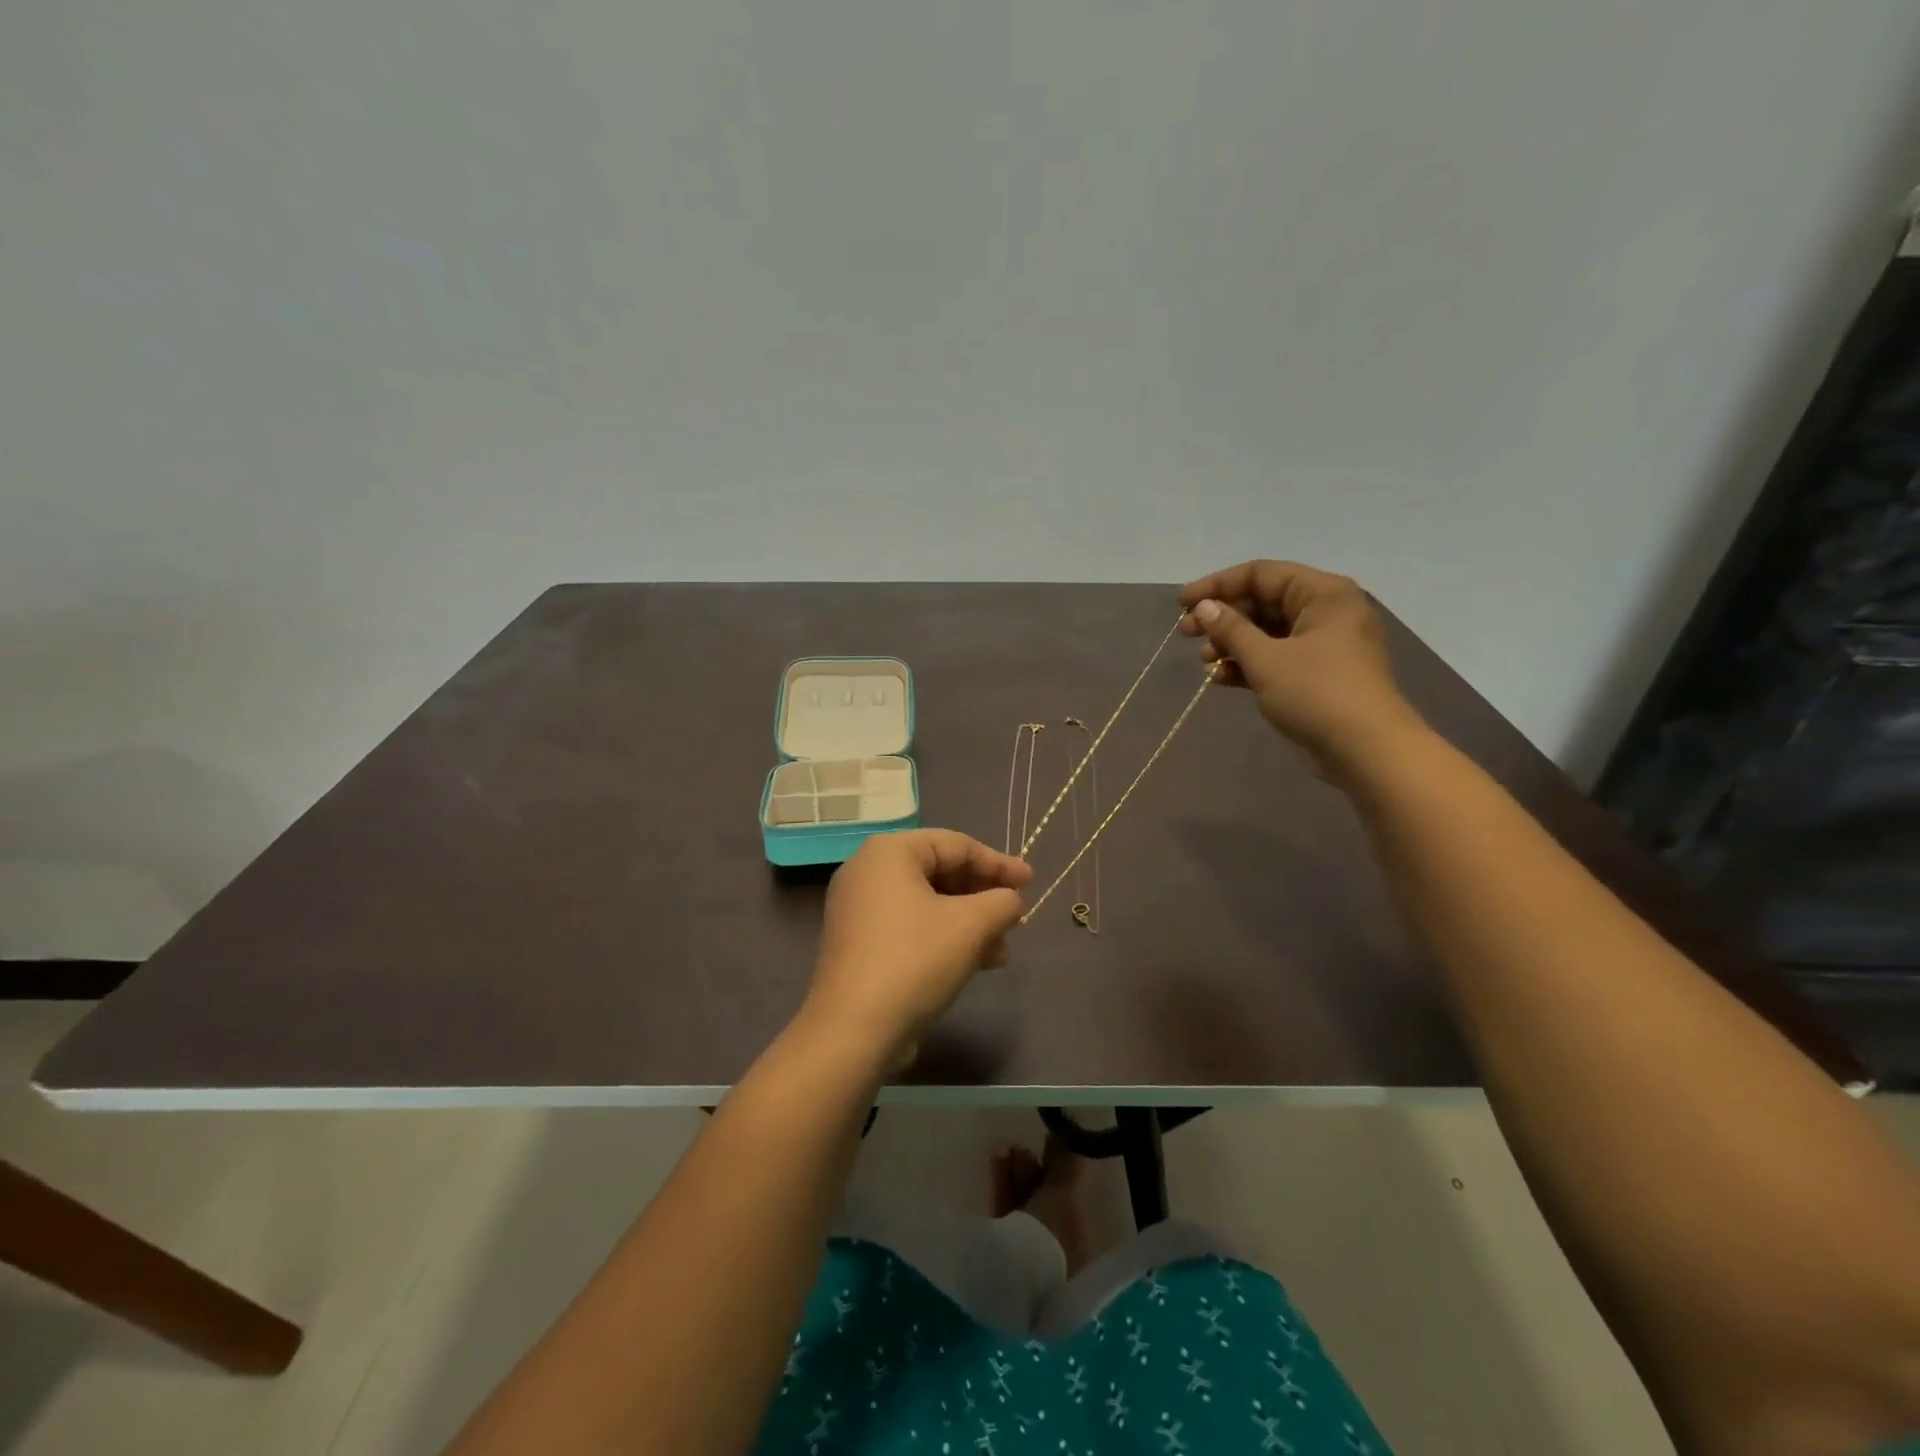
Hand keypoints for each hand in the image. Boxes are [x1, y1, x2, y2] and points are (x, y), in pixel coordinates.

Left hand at [804, 829, 1032, 1067]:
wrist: (853, 1031)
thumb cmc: (915, 961)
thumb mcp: (971, 926)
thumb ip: (1001, 902)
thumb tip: (1011, 901)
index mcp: (889, 852)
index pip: (956, 845)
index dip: (999, 863)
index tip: (1031, 883)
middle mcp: (868, 871)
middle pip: (941, 872)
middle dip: (983, 897)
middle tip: (1016, 917)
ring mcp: (858, 909)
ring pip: (928, 904)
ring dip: (969, 922)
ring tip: (1001, 950)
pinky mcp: (859, 943)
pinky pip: (910, 926)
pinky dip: (943, 937)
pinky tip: (974, 963)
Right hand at [1177, 560, 1424, 780]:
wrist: (1367, 751)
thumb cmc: (1317, 693)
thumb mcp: (1266, 659)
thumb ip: (1231, 629)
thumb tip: (1204, 607)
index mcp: (1323, 594)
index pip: (1261, 574)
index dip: (1217, 585)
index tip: (1182, 604)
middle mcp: (1326, 612)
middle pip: (1263, 602)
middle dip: (1222, 618)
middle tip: (1186, 633)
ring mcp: (1323, 645)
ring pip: (1267, 633)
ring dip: (1232, 644)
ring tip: (1205, 662)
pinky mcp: (1317, 675)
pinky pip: (1276, 658)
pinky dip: (1248, 665)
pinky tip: (1220, 678)